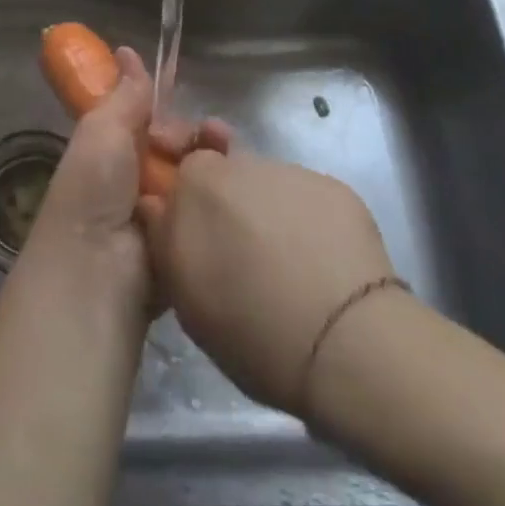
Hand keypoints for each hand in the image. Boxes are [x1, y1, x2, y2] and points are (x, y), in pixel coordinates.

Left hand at [24, 48, 229, 314]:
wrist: (99, 273)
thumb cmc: (93, 191)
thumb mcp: (103, 130)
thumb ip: (124, 94)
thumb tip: (127, 51)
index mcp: (109, 150)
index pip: (143, 119)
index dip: (163, 105)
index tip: (184, 90)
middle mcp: (133, 179)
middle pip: (175, 145)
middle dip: (193, 133)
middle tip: (211, 133)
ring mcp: (160, 212)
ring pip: (195, 174)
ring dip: (212, 157)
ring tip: (226, 147)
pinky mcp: (184, 241)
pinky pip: (206, 210)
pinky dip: (220, 194)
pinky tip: (236, 184)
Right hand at [136, 148, 401, 415]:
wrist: (347, 341)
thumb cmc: (252, 328)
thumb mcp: (185, 295)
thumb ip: (164, 237)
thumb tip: (157, 207)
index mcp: (196, 183)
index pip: (179, 170)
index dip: (184, 197)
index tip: (191, 228)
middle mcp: (240, 163)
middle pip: (223, 172)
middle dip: (224, 201)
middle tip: (234, 250)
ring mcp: (290, 171)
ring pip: (266, 185)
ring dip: (265, 210)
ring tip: (281, 261)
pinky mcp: (335, 187)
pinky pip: (306, 198)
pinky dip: (305, 220)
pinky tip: (318, 260)